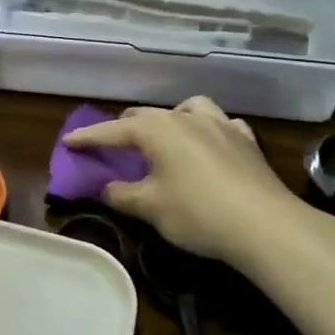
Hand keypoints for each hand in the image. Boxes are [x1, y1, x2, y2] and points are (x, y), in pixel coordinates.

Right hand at [64, 97, 309, 266]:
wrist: (265, 225)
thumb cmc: (196, 213)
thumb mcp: (148, 208)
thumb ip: (120, 194)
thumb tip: (106, 187)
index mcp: (155, 129)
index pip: (111, 131)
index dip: (87, 138)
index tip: (68, 142)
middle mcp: (184, 117)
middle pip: (145, 116)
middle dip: (124, 128)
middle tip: (112, 146)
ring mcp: (219, 124)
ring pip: (185, 109)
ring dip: (169, 120)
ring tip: (165, 137)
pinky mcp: (245, 140)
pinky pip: (219, 124)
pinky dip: (206, 130)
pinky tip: (208, 145)